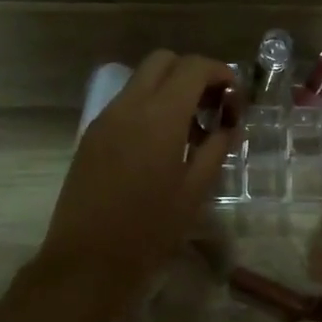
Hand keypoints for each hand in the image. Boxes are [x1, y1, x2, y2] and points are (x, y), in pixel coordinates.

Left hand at [37, 50, 237, 311]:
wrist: (87, 261)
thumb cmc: (149, 230)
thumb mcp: (195, 191)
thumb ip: (216, 148)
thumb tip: (228, 125)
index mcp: (159, 117)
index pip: (193, 67)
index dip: (221, 74)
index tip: (235, 100)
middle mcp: (128, 106)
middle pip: (163, 61)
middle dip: (193, 73)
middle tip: (212, 108)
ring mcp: (104, 119)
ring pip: (141, 81)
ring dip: (169, 90)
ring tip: (190, 130)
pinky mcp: (91, 136)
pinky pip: (125, 104)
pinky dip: (149, 107)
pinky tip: (161, 145)